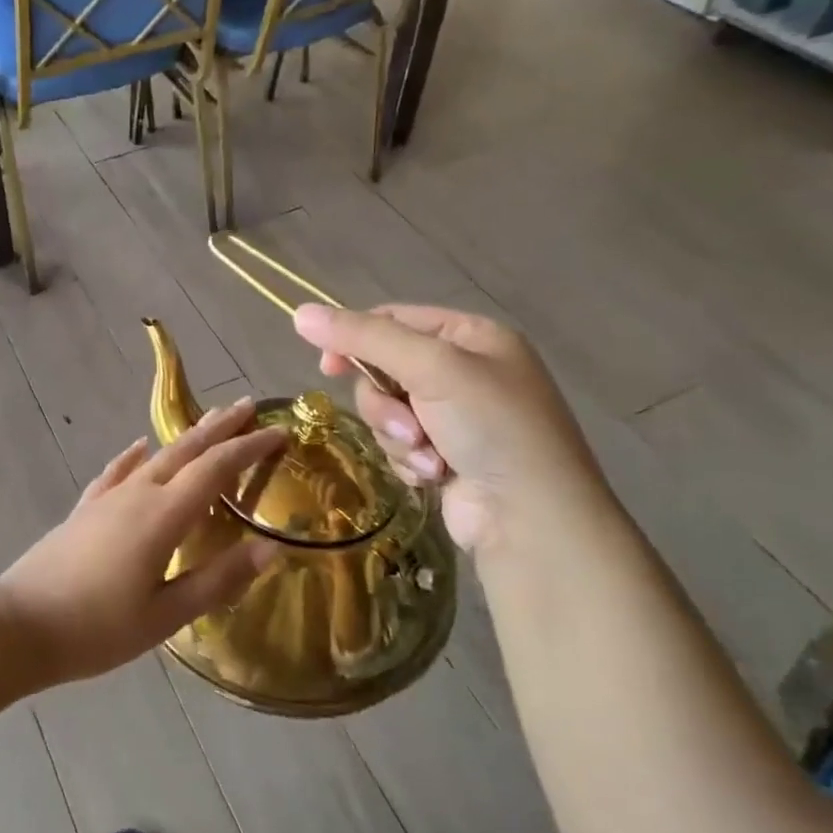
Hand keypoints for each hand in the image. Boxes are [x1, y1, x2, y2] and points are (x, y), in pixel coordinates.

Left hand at [0, 401, 286, 686]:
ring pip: (155, 455)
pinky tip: (139, 446)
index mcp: (163, 515)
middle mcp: (138, 493)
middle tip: (249, 405)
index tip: (280, 432)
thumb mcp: (166, 615)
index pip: (216, 468)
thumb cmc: (98, 628)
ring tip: (209, 420)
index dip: (250, 447)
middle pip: (186, 449)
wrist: (20, 625)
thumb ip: (218, 579)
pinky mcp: (86, 509)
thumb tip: (271, 548)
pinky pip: (118, 471)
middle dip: (221, 426)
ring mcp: (108, 498)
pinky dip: (135, 456)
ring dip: (186, 436)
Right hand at [293, 303, 613, 556]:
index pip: (394, 319)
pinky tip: (435, 476)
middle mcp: (465, 370)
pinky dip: (408, 460)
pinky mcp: (446, 455)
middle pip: (384, 369)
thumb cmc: (491, 427)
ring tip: (429, 458)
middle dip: (387, 403)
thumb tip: (300, 312)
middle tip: (408, 427)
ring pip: (387, 411)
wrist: (533, 520)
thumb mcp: (431, 368)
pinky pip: (399, 444)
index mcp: (471, 336)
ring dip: (398, 436)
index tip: (327, 367)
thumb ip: (364, 337)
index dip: (355, 339)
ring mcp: (456, 417)